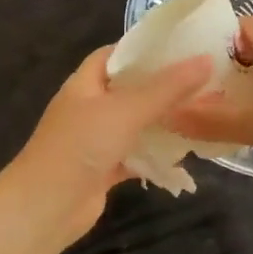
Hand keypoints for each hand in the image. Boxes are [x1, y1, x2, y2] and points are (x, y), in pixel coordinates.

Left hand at [10, 47, 214, 242]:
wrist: (46, 207)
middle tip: (204, 81)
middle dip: (163, 87)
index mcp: (86, 83)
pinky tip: (184, 155)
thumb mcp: (126, 110)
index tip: (182, 47)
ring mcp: (96, 139)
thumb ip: (166, 88)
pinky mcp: (104, 169)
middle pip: (130, 89)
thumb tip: (206, 59)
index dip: (145, 48)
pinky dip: (155, 155)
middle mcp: (90, 107)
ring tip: (203, 113)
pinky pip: (135, 155)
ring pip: (135, 124)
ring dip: (162, 122)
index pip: (116, 54)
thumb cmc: (81, 145)